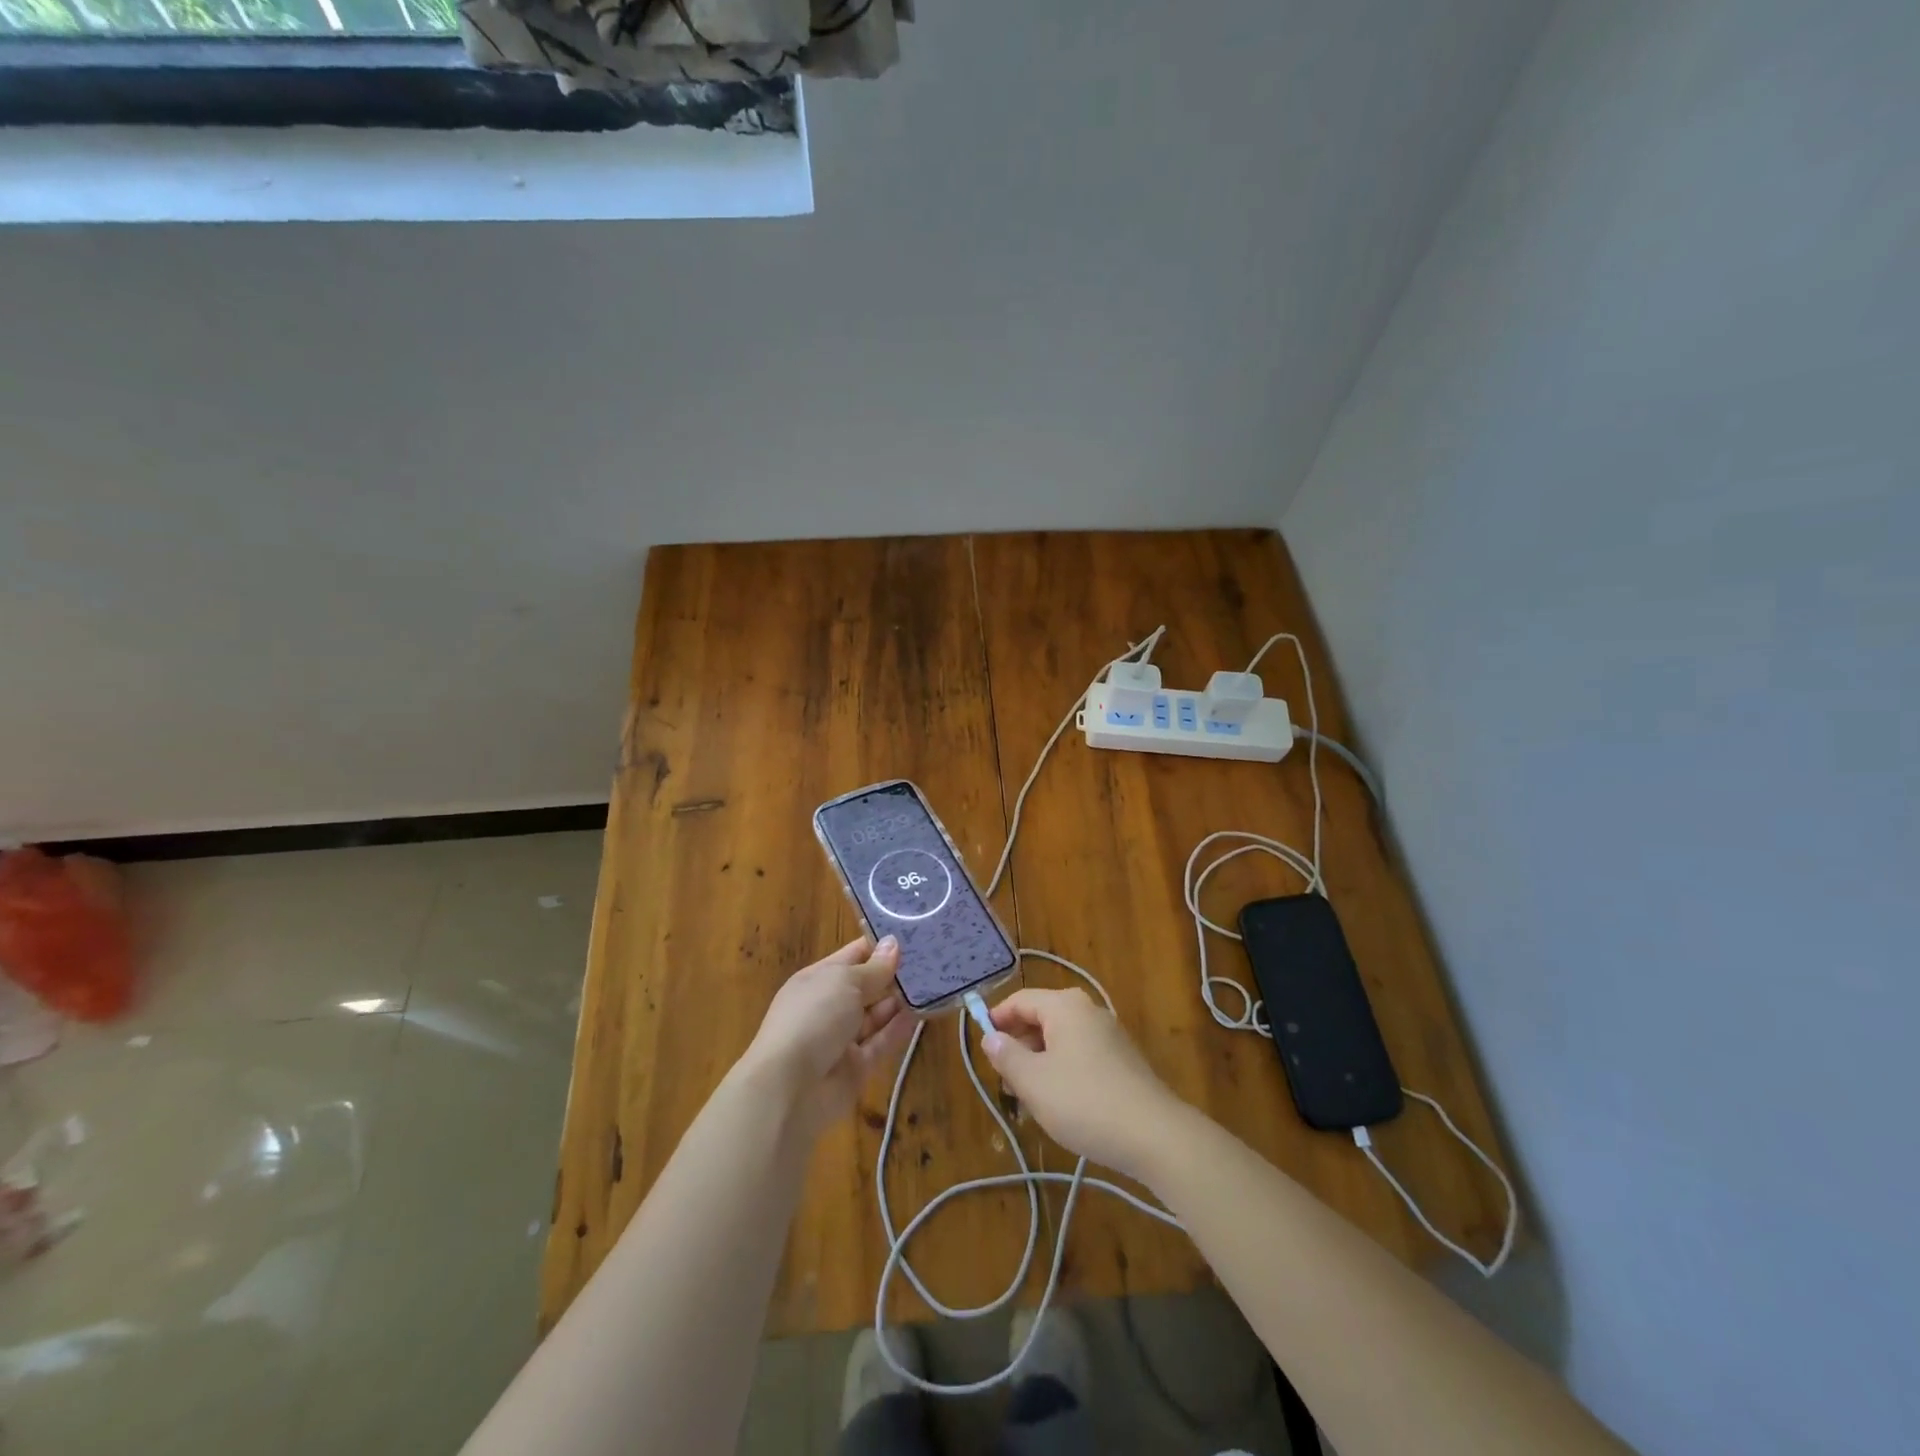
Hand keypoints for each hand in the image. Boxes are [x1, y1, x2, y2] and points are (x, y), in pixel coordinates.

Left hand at [740, 935, 913, 1138]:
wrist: (790, 1088)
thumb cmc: (813, 1018)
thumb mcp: (845, 983)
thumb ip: (874, 968)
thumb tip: (893, 944)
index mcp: (818, 979)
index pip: (853, 956)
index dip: (879, 946)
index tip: (912, 934)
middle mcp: (829, 1006)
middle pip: (866, 986)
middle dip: (893, 974)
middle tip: (932, 959)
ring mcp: (841, 1039)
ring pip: (875, 1016)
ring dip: (899, 1002)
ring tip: (932, 984)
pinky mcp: (856, 1068)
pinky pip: (881, 1043)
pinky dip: (899, 1029)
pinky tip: (921, 1014)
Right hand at [981, 987, 1188, 1179]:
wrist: (1154, 1135)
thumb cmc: (1084, 1102)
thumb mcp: (1033, 1082)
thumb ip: (1006, 1056)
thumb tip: (990, 1037)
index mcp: (1064, 1006)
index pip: (1020, 1000)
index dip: (996, 1019)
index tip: (981, 1045)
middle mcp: (1088, 1010)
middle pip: (1041, 1018)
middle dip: (1018, 1045)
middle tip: (1004, 1079)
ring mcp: (1109, 1034)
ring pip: (1060, 1039)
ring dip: (1039, 1062)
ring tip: (1027, 1098)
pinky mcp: (1122, 1059)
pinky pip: (1080, 1054)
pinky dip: (1062, 1070)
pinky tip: (1059, 1103)